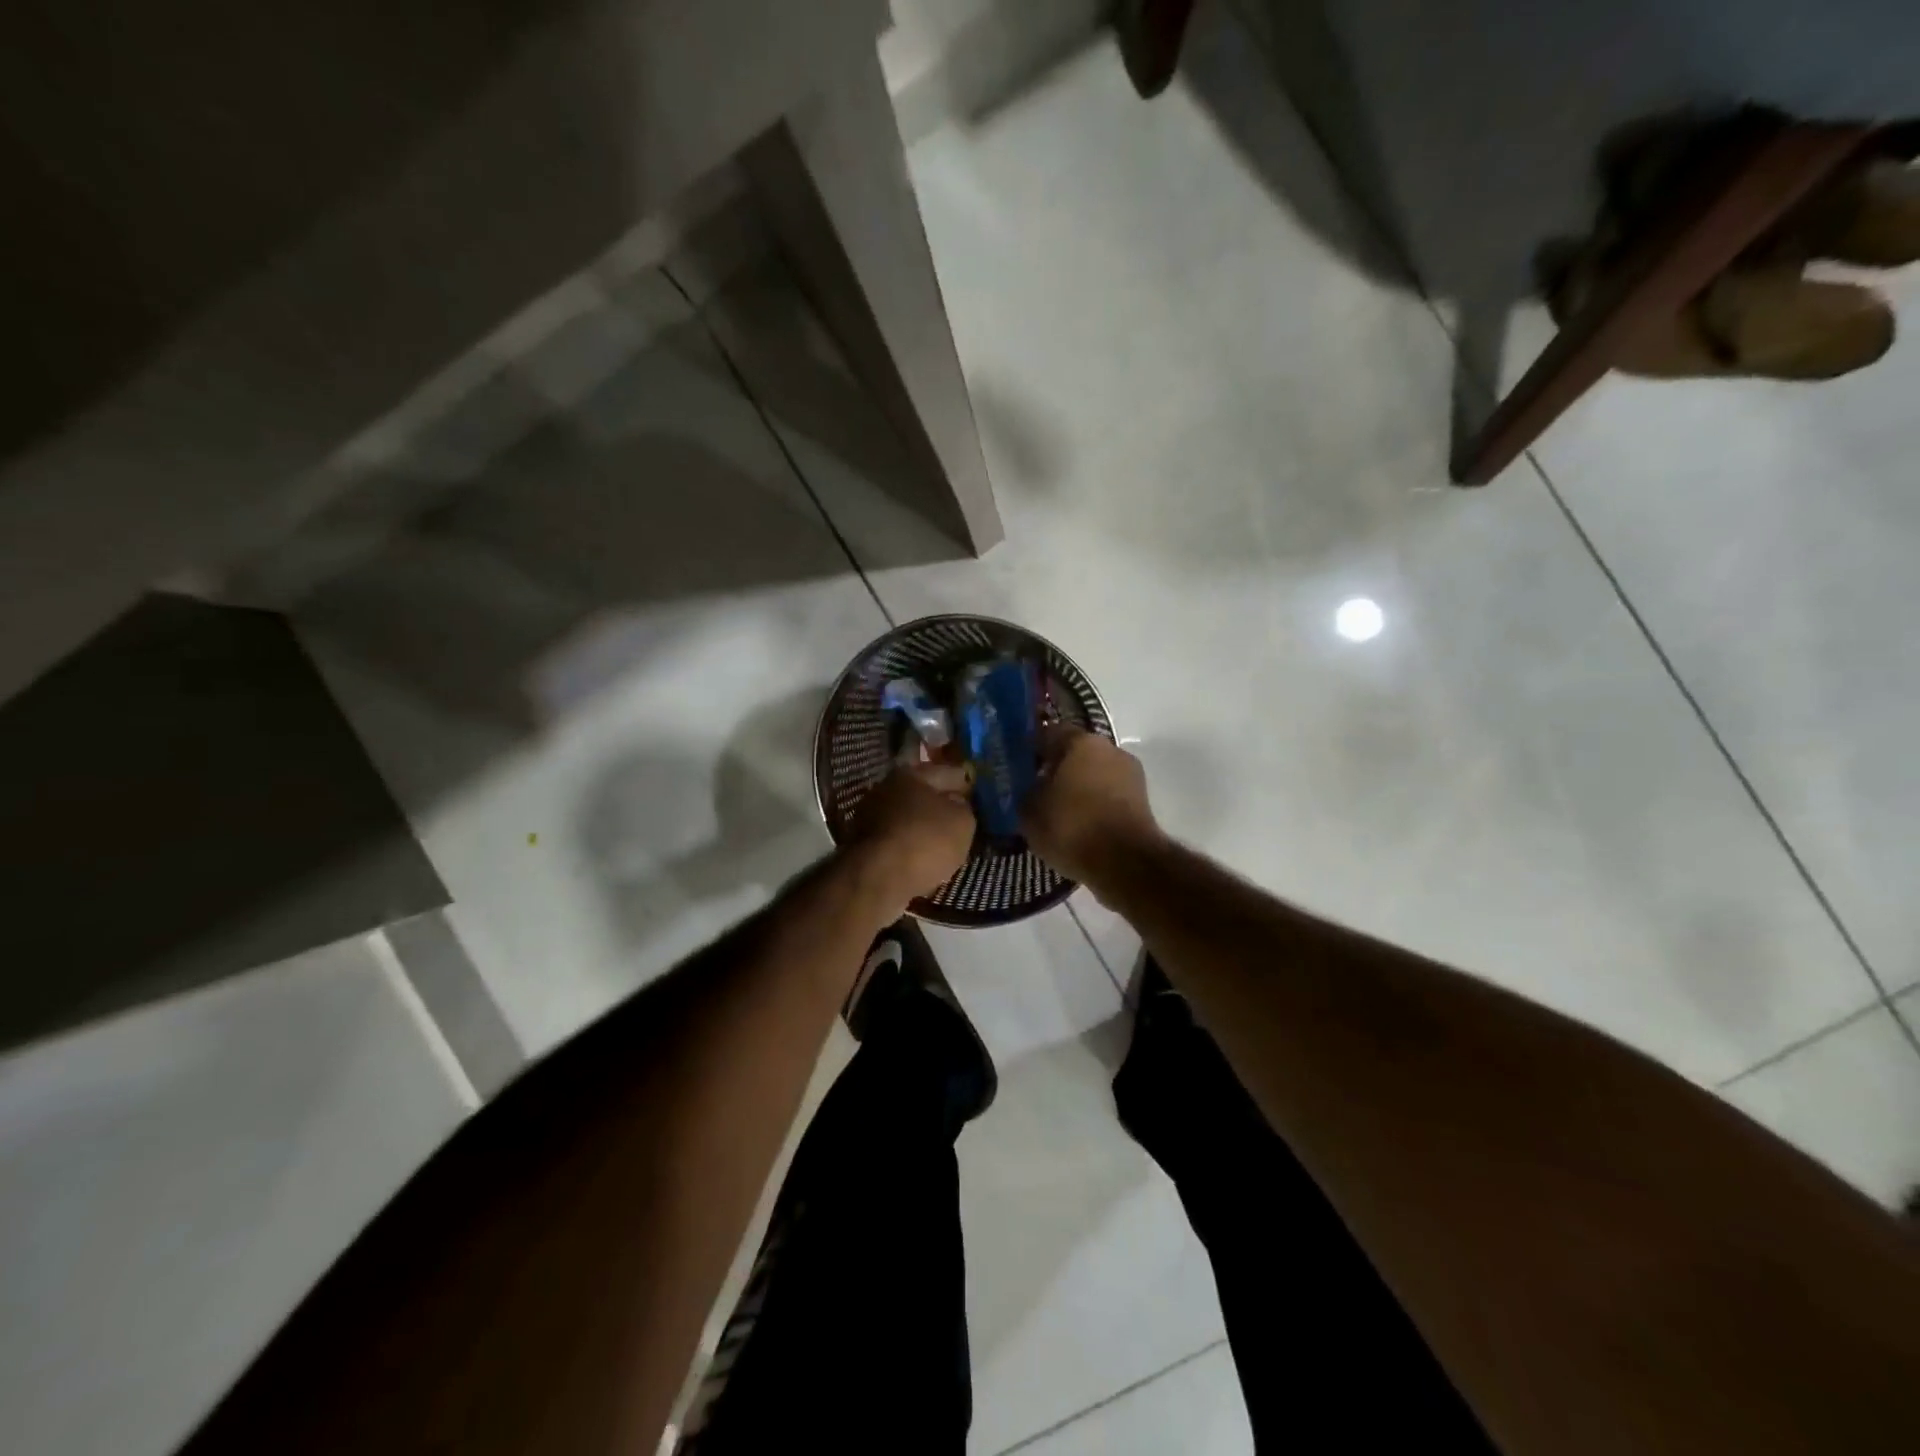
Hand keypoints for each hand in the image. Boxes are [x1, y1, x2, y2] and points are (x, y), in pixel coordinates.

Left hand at [847, 761, 976, 908]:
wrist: (879, 878)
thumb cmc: (926, 840)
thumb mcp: (963, 822)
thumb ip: (964, 808)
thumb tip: (956, 804)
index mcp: (911, 773)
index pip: (947, 773)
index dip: (966, 784)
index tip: (978, 796)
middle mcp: (886, 788)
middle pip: (922, 794)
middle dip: (940, 805)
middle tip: (961, 819)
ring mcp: (869, 816)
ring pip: (907, 818)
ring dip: (923, 827)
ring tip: (943, 843)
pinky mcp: (862, 844)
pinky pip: (896, 840)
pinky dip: (909, 846)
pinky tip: (922, 858)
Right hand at [1022, 727, 1165, 889]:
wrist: (1126, 863)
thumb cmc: (1072, 827)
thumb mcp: (1030, 812)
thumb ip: (1025, 792)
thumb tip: (1027, 788)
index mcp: (1080, 741)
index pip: (1048, 733)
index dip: (1030, 749)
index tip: (1017, 767)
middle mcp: (1110, 748)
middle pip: (1075, 753)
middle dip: (1056, 769)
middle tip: (1035, 790)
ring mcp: (1130, 774)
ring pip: (1094, 774)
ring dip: (1077, 787)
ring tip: (1057, 812)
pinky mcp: (1142, 800)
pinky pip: (1108, 795)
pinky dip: (1094, 805)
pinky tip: (1079, 826)